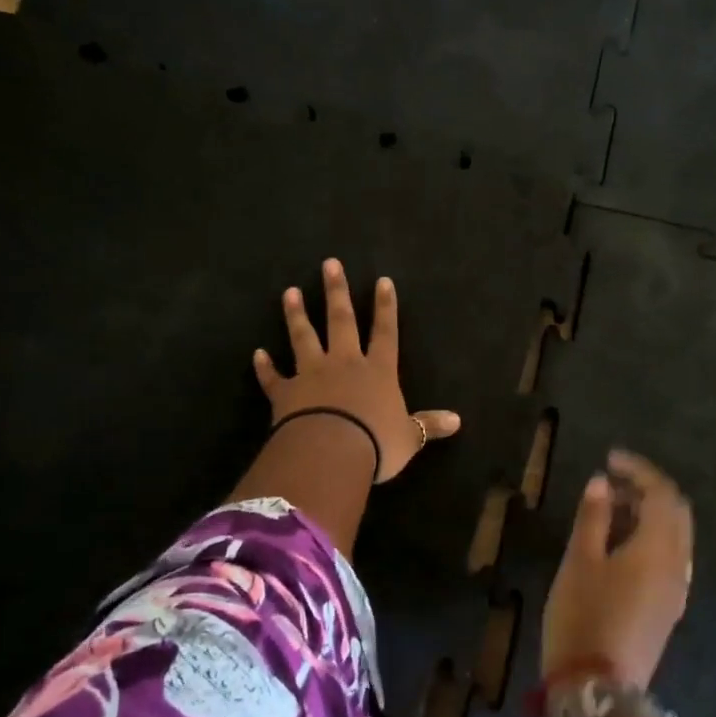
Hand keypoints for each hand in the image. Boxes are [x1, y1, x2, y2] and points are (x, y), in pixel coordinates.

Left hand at [254, 258, 460, 482]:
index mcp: (378, 371)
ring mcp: (312, 374)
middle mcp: (344, 364)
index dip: (385, 307)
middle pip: (341, 321)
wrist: (330, 452)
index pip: (385, 332)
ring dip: (296, 315)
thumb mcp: (409, 437)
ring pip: (304, 337)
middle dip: (336, 292)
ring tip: (289, 292)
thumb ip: (428, 425)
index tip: (382, 281)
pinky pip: (273, 377)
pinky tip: (257, 354)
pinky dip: (265, 367)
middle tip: (329, 264)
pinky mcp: (286, 393)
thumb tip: (458, 421)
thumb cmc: (377, 443)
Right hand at [541, 450, 693, 688]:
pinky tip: (618, 545)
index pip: (662, 494)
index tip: (610, 459)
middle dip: (647, 490)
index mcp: (658, 550)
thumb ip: (593, 517)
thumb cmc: (583, 617)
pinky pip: (668, 558)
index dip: (638, 470)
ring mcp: (675, 591)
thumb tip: (602, 482)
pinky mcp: (667, 609)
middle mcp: (677, 566)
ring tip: (608, 510)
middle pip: (676, 513)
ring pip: (674, 536)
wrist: (597, 690)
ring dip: (648, 514)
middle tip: (611, 484)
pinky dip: (649, 537)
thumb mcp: (579, 561)